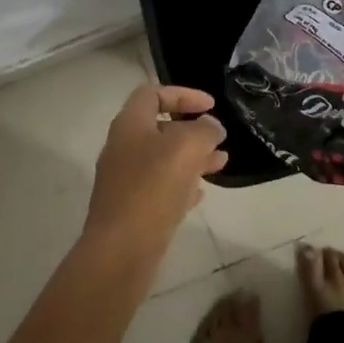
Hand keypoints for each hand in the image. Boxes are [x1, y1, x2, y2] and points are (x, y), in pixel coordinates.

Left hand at [83, 83, 228, 251]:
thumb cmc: (153, 188)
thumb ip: (204, 130)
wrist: (122, 249)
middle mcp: (123, 148)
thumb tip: (210, 127)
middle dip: (193, 130)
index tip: (211, 106)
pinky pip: (160, 188)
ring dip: (193, 157)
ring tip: (221, 164)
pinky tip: (200, 194)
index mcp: (130, 125)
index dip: (184, 94)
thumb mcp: (187, 147)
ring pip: (163, 159)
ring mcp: (125, 180)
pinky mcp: (131, 208)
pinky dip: (182, 185)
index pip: (154, 93)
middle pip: (159, 128)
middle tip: (218, 138)